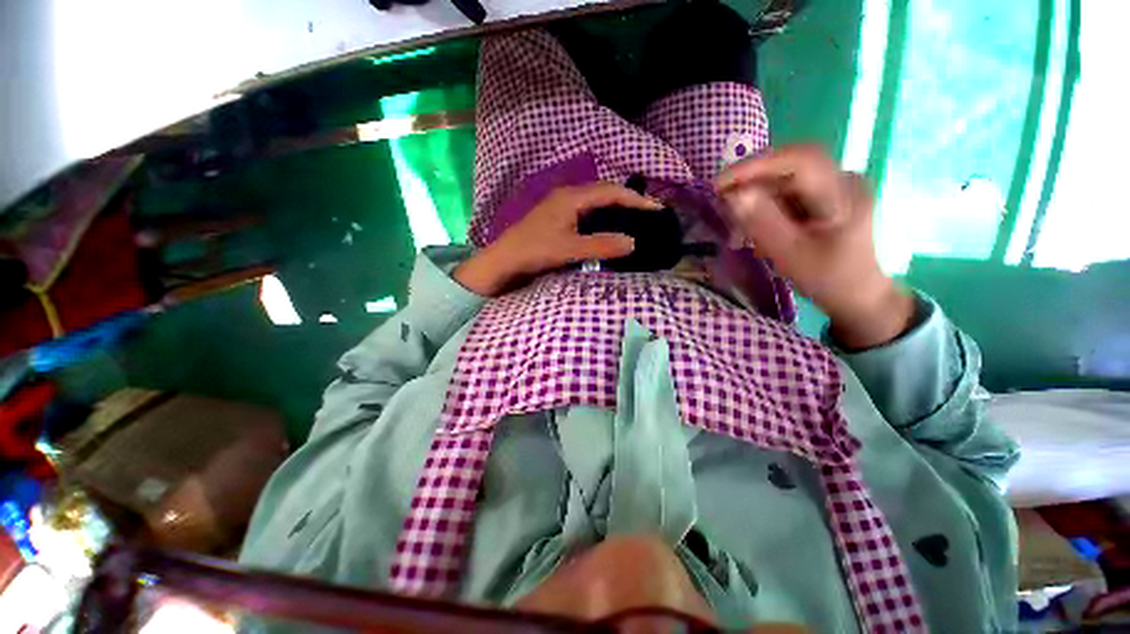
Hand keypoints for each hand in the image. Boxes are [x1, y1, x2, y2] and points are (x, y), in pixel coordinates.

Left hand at [454, 182, 661, 296]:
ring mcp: (561, 205)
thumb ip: (601, 245)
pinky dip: (602, 217)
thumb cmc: (535, 251)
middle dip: (628, 200)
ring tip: (634, 219)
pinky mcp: (557, 217)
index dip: (635, 199)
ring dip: (615, 208)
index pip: (611, 191)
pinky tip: (608, 228)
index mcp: (571, 197)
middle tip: (649, 213)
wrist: (504, 260)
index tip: (656, 209)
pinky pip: (586, 211)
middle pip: (604, 192)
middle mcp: (567, 195)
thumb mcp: (570, 249)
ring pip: (595, 201)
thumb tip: (633, 242)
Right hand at [714, 144, 914, 348]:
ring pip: (786, 178)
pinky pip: (789, 190)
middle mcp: (844, 180)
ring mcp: (836, 186)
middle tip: (721, 197)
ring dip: (756, 194)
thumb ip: (762, 223)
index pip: (799, 160)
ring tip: (735, 219)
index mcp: (844, 194)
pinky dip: (765, 203)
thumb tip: (733, 195)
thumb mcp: (790, 255)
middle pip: (791, 165)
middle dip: (751, 179)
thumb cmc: (826, 279)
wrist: (856, 293)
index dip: (756, 166)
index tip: (719, 185)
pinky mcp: (826, 195)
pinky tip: (754, 222)